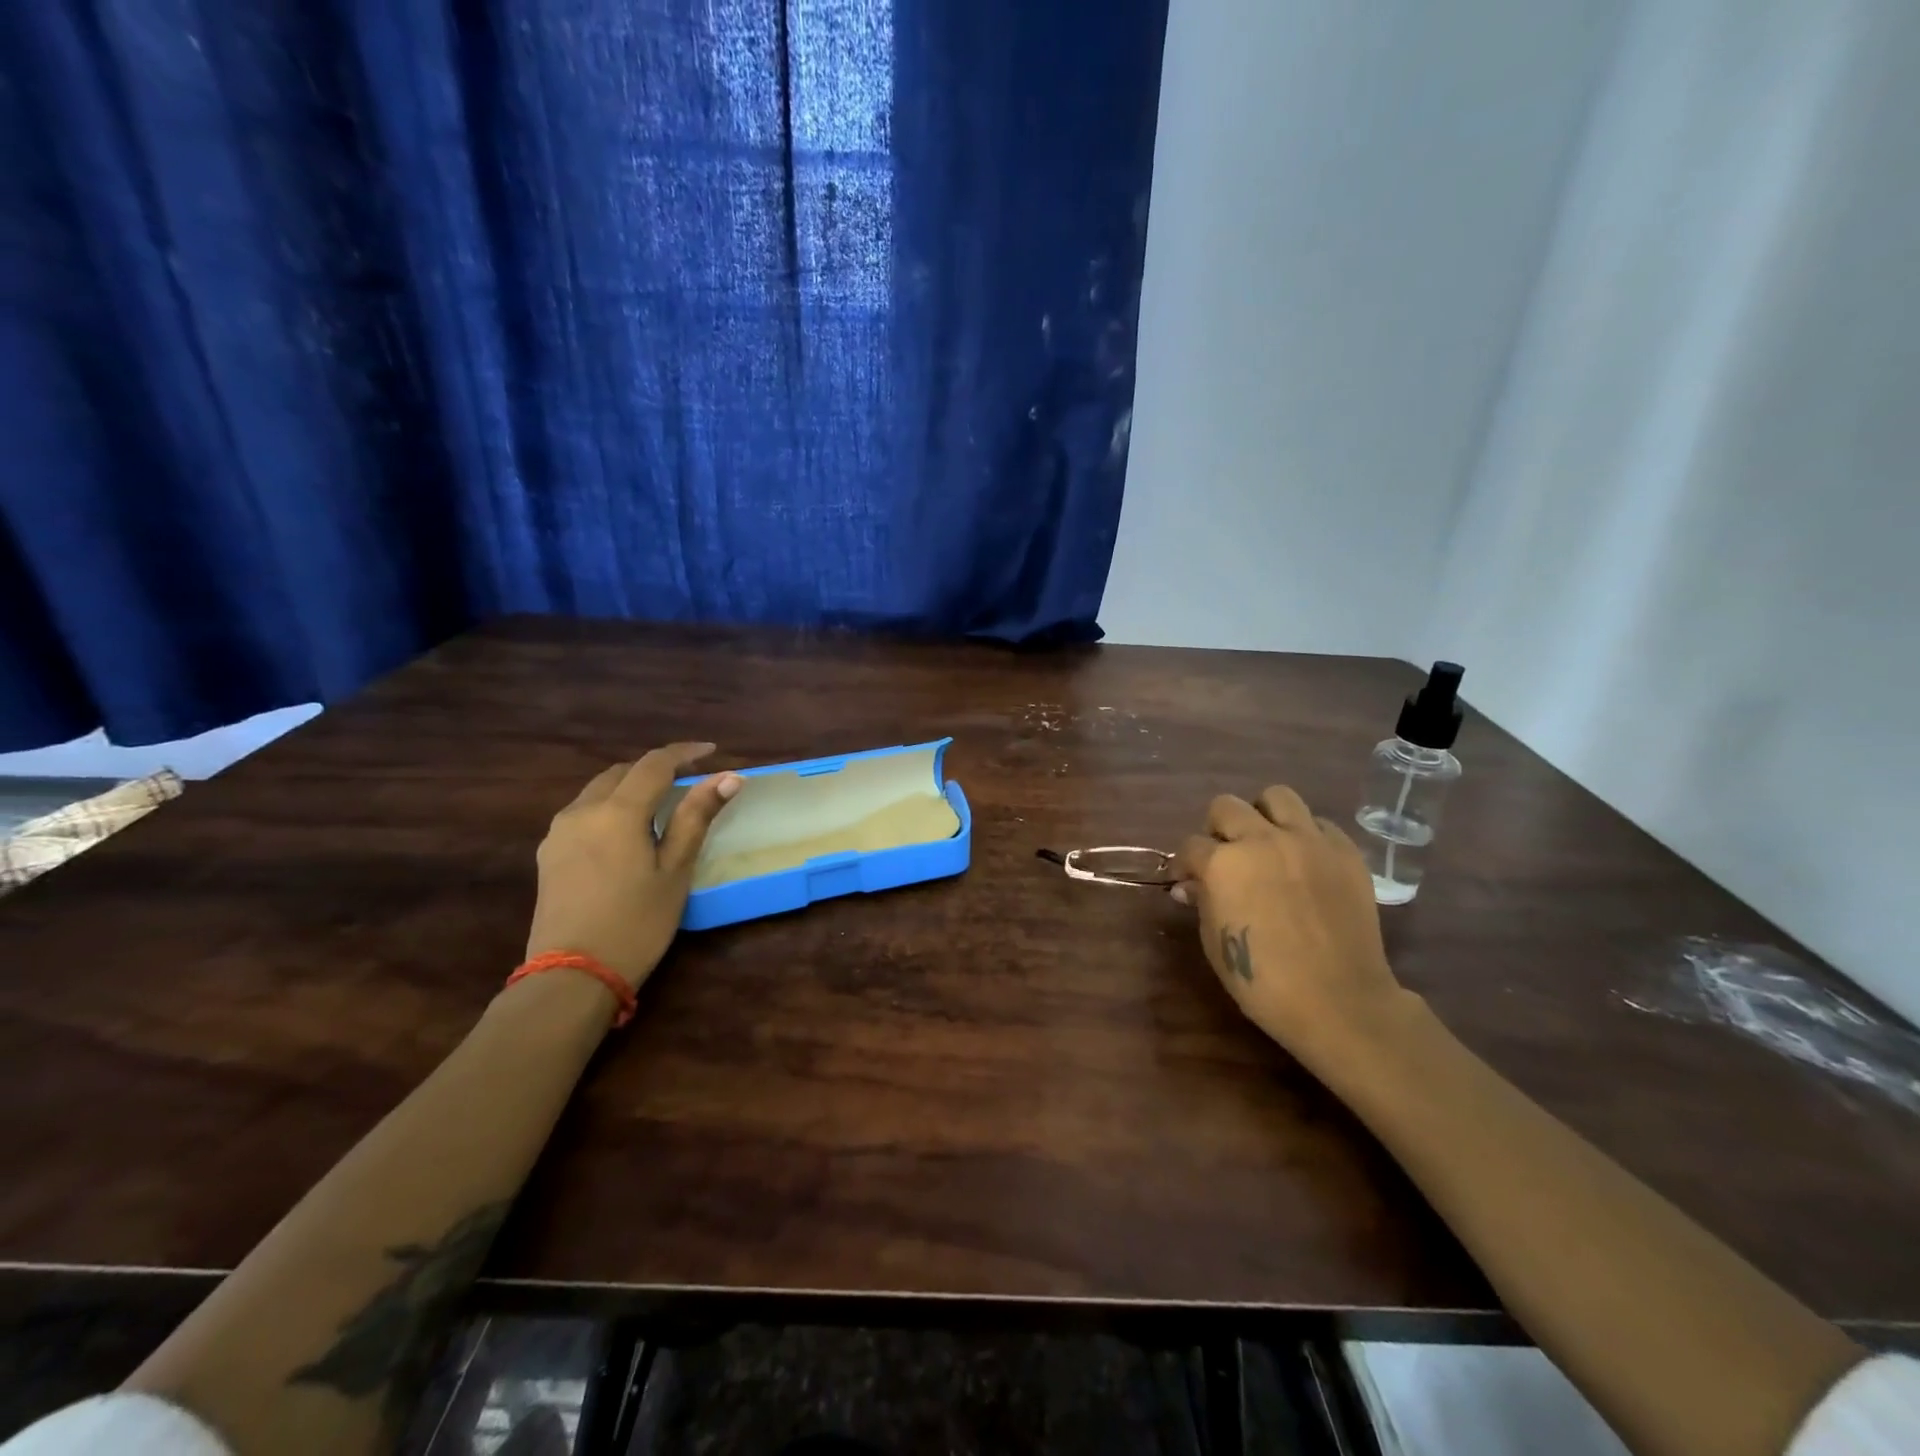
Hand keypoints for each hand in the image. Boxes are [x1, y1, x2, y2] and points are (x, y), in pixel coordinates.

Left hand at [526, 743, 741, 989]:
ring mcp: (558, 833)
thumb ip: (697, 817)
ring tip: (660, 804)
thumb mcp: (675, 871)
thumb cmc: (636, 923)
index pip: (654, 763)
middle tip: (689, 779)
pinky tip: (626, 832)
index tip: (712, 751)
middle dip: (655, 768)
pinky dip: (610, 807)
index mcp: (617, 812)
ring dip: (630, 787)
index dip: (685, 752)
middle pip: (621, 772)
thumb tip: (728, 776)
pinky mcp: (548, 855)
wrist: (572, 976)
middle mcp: (581, 811)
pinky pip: (583, 813)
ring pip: (598, 791)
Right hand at [1173, 786, 1410, 1076]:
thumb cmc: (1263, 981)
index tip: (1189, 881)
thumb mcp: (1215, 942)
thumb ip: (1203, 901)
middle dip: (1218, 829)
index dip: (1186, 864)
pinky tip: (1306, 862)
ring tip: (1266, 842)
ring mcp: (1307, 841)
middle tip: (1226, 856)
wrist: (1338, 1000)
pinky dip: (1307, 836)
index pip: (1190, 846)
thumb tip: (1192, 885)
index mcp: (1222, 863)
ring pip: (1277, 797)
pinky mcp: (1345, 851)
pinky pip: (1320, 824)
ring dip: (1263, 815)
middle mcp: (1261, 839)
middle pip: (1226, 806)